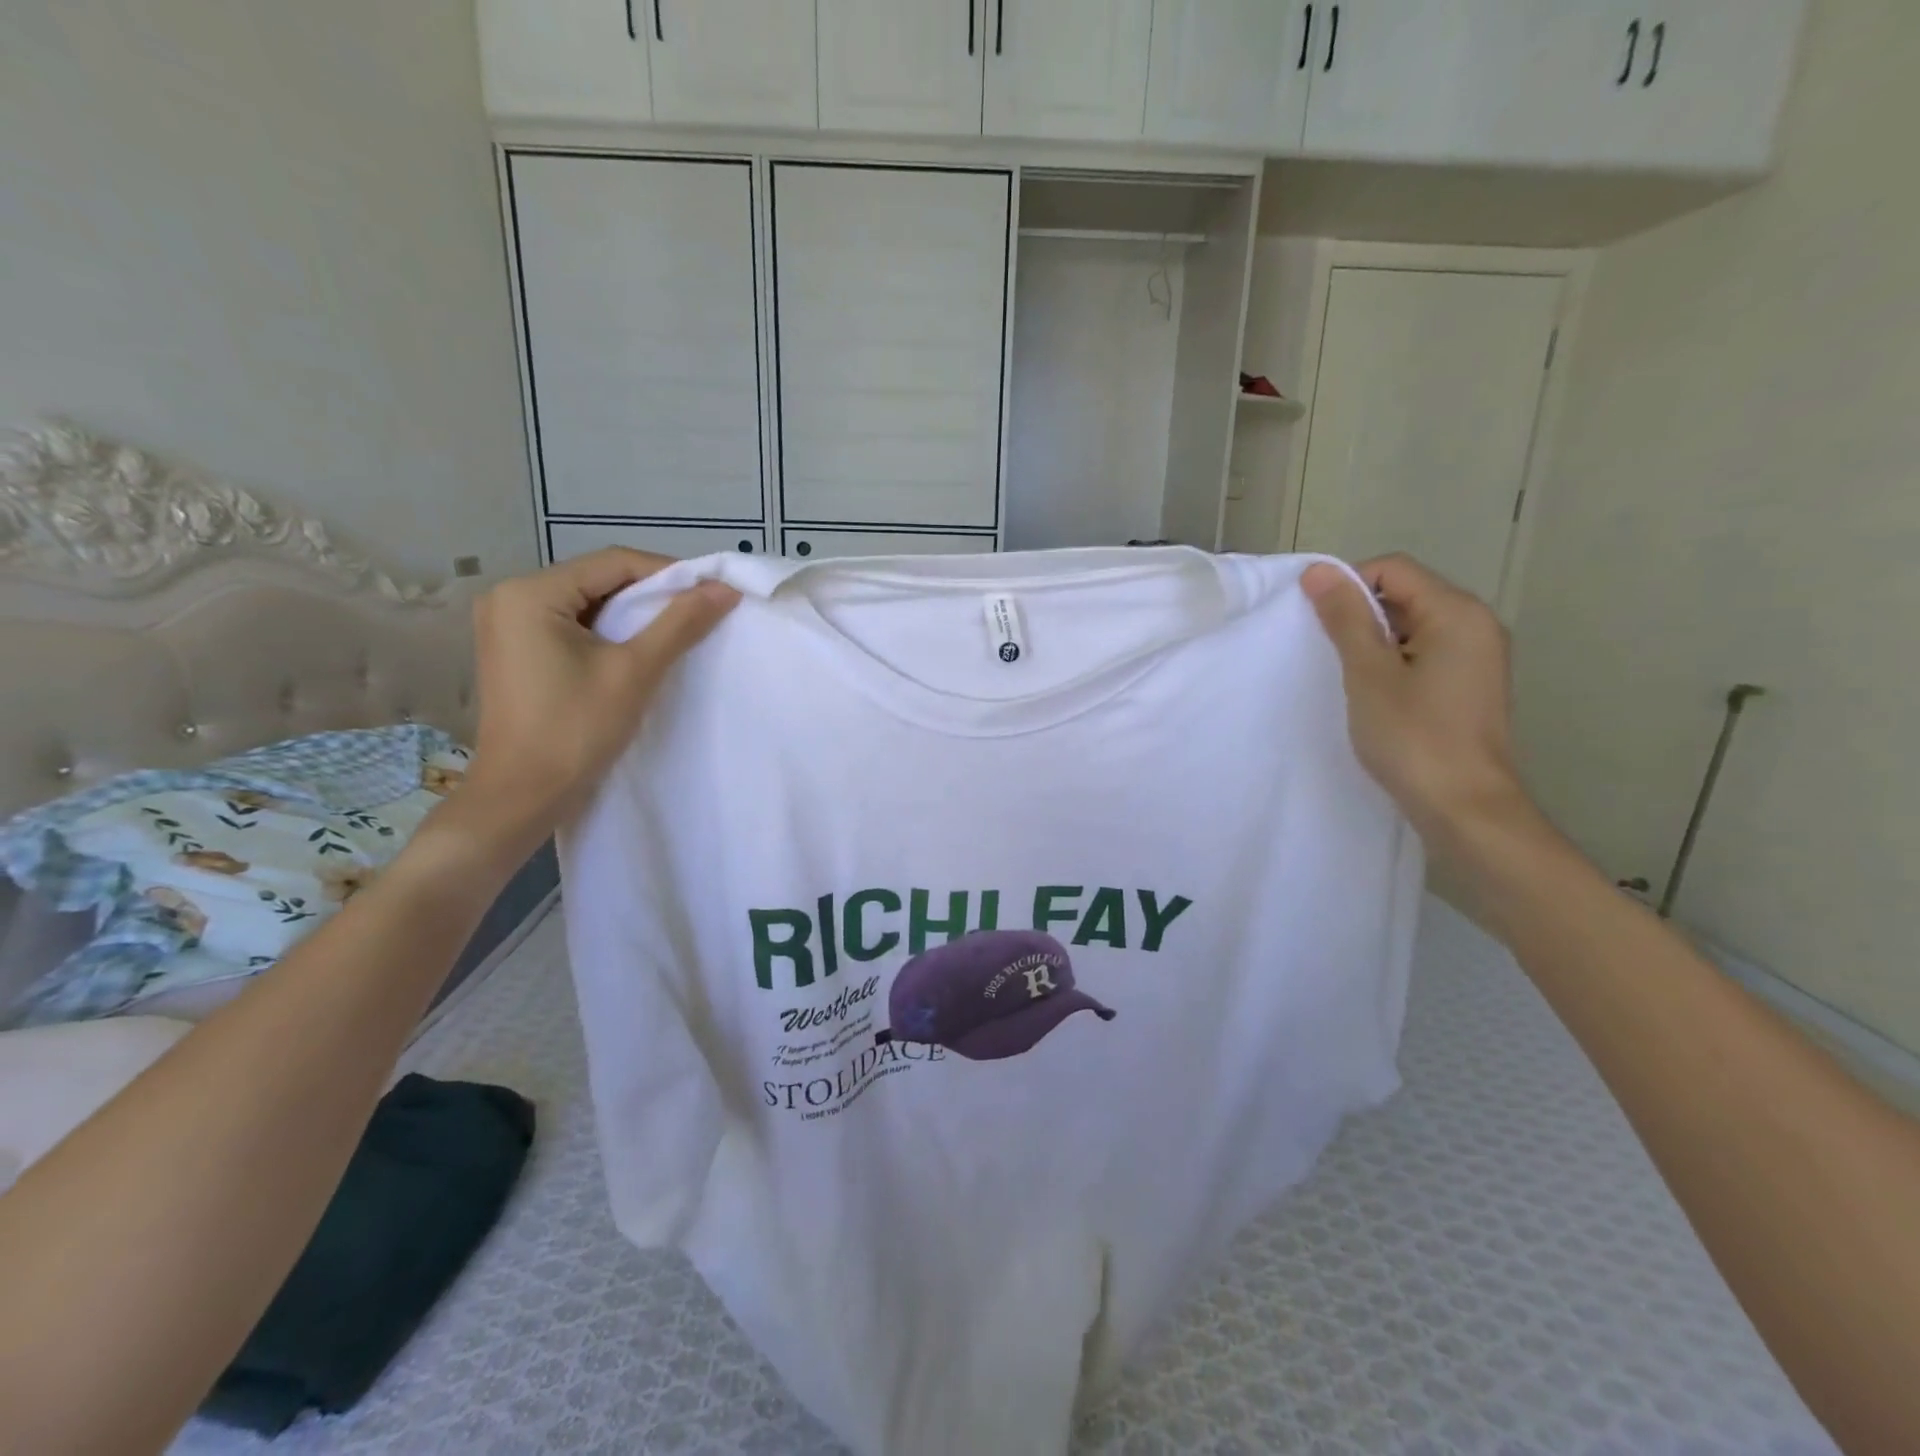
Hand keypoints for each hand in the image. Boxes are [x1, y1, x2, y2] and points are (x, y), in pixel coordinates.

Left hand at [461, 550, 737, 846]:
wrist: (523, 796)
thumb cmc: (576, 730)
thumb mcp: (635, 671)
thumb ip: (680, 623)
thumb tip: (725, 589)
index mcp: (529, 593)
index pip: (613, 563)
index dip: (669, 573)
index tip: (712, 593)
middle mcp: (510, 597)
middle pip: (598, 580)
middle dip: (651, 595)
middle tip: (699, 613)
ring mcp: (508, 625)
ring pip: (588, 603)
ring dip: (633, 615)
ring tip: (676, 633)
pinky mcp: (516, 650)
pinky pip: (573, 626)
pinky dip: (609, 633)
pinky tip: (638, 650)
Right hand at [1301, 554, 1531, 848]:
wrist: (1464, 808)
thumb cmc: (1413, 737)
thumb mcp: (1369, 673)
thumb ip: (1346, 618)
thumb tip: (1319, 570)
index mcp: (1457, 612)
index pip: (1394, 568)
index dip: (1348, 586)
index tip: (1317, 624)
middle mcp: (1477, 624)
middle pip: (1406, 594)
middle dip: (1360, 616)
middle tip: (1327, 653)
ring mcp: (1478, 657)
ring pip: (1412, 627)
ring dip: (1374, 643)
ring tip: (1349, 679)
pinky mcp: (1471, 685)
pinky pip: (1424, 654)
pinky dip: (1393, 664)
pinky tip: (1374, 696)